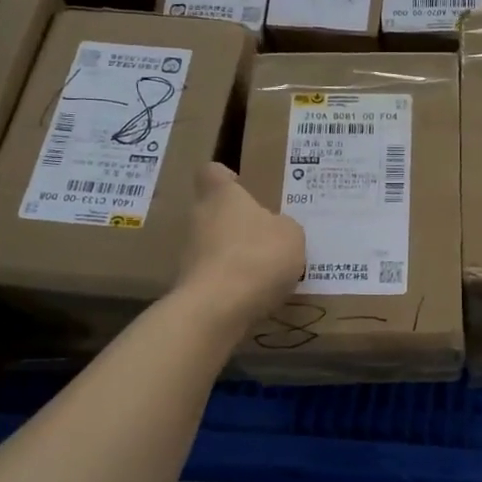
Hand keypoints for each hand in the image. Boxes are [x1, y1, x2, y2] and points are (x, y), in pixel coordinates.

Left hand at [175, 163, 304, 330]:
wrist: (217, 308)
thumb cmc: (258, 255)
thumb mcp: (291, 235)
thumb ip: (284, 226)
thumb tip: (276, 229)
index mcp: (222, 196)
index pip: (212, 172)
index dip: (225, 177)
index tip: (239, 185)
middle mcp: (199, 219)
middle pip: (214, 212)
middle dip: (236, 222)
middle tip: (266, 235)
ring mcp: (189, 254)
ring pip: (213, 245)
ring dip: (234, 255)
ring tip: (265, 271)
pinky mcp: (189, 286)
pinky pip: (215, 276)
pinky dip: (231, 283)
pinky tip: (254, 295)